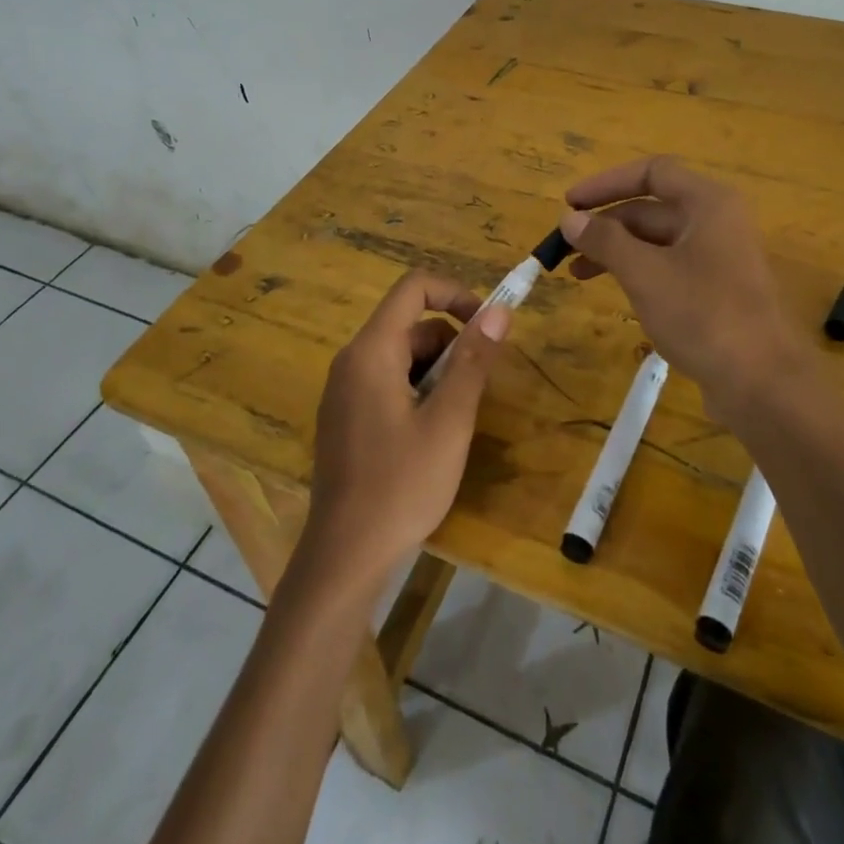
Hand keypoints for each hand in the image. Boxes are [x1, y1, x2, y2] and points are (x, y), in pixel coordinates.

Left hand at [300, 270, 509, 590]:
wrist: (345, 556)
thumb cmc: (402, 485)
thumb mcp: (450, 421)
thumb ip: (473, 361)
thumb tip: (498, 311)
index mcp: (371, 351)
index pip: (413, 288)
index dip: (456, 294)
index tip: (487, 326)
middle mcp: (351, 361)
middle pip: (410, 324)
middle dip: (451, 344)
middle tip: (476, 390)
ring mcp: (344, 390)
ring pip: (402, 355)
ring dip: (436, 371)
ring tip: (455, 420)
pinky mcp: (346, 417)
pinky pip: (387, 381)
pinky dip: (417, 390)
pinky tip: (430, 435)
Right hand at [559, 156, 807, 420]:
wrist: (762, 384)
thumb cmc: (703, 315)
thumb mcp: (645, 274)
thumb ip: (605, 241)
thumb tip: (570, 219)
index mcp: (708, 203)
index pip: (652, 172)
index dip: (606, 183)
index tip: (570, 205)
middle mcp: (716, 222)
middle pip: (652, 208)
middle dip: (606, 224)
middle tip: (564, 246)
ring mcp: (719, 258)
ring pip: (657, 241)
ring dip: (617, 251)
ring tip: (577, 274)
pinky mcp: (717, 291)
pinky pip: (669, 268)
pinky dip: (638, 272)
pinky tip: (615, 292)